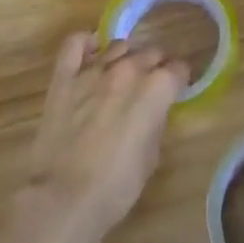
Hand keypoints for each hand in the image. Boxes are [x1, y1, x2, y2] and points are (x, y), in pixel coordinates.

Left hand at [21, 35, 185, 242]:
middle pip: (150, 52)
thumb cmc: (115, 187)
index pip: (178, 69)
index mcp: (155, 90)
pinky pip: (74, 44)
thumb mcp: (150, 157)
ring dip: (126, 56)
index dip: (179, 79)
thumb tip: (153, 109)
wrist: (63, 199)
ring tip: (124, 72)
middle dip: (155, 65)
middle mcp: (127, 70)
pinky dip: (85, 43)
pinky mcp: (64, 78)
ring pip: (118, 45)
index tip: (177, 88)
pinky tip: (91, 51)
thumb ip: (155, 122)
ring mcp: (93, 70)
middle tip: (152, 84)